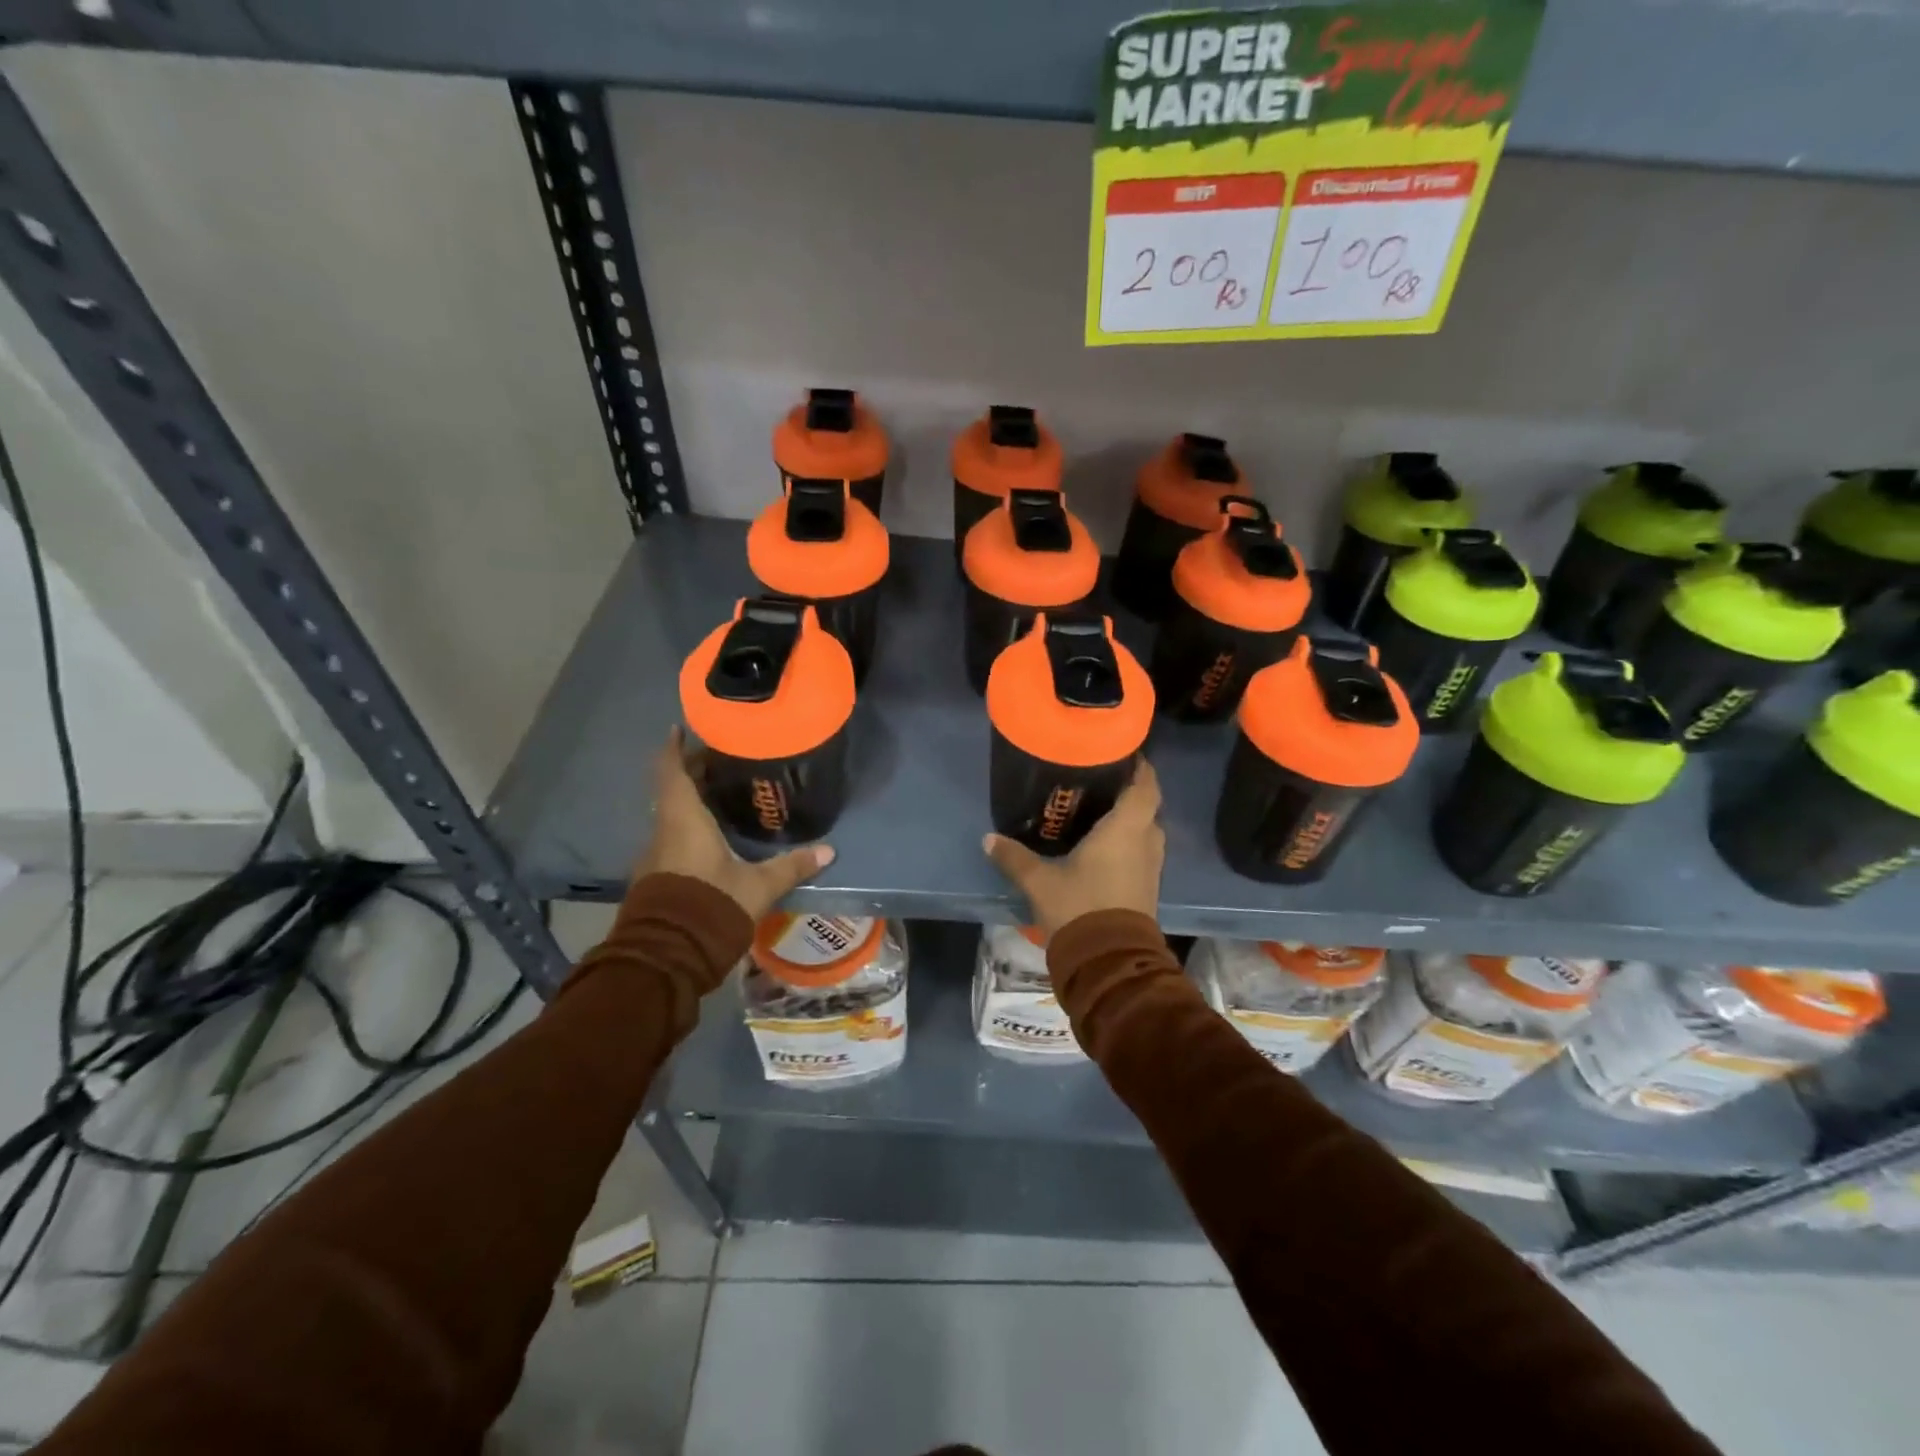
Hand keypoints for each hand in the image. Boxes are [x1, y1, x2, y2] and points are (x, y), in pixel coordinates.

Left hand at [639, 727, 834, 920]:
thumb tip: (828, 851)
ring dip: (691, 800)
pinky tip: (712, 833)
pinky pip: (673, 838)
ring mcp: (657, 856)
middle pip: (673, 791)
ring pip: (672, 815)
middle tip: (720, 758)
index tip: (680, 728)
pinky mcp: (658, 878)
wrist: (666, 957)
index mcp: (683, 820)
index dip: (673, 748)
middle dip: (692, 772)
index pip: (671, 772)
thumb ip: (790, 866)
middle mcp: (664, 831)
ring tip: (721, 791)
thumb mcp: (758, 886)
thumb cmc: (710, 906)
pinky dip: (689, 825)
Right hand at [982, 759, 1163, 938]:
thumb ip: (1015, 857)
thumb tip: (988, 839)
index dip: (1141, 767)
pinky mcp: (1147, 887)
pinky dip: (1129, 841)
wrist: (1109, 961)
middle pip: (1147, 806)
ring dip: (1131, 818)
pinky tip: (1103, 845)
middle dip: (1130, 791)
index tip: (1124, 753)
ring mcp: (1150, 867)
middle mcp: (1145, 842)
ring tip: (1100, 809)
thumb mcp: (1040, 882)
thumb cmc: (1080, 907)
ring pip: (1146, 830)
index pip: (1145, 786)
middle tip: (1102, 780)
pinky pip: (1142, 851)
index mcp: (1126, 829)